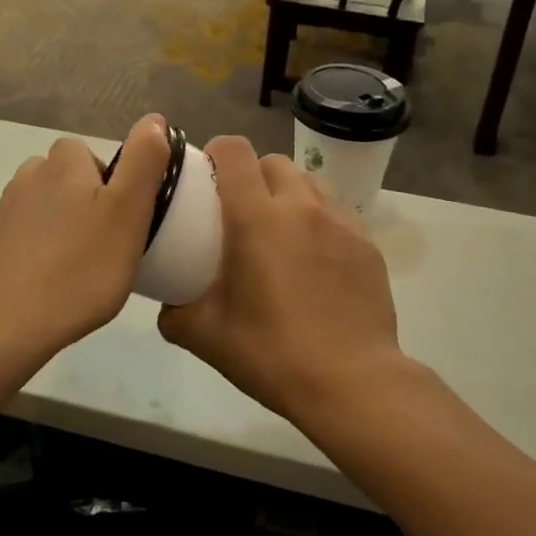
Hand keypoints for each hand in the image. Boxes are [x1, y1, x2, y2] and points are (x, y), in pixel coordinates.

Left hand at [0, 115, 171, 354]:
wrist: (4, 325)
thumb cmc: (80, 268)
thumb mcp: (129, 212)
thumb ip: (144, 161)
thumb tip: (154, 119)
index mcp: (63, 163)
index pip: (90, 153)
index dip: (111, 182)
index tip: (122, 219)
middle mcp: (29, 177)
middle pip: (66, 179)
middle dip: (86, 203)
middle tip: (107, 245)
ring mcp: (4, 212)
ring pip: (45, 207)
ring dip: (62, 226)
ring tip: (80, 267)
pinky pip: (25, 237)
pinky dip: (40, 251)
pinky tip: (50, 282)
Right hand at [158, 138, 402, 422]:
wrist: (352, 383)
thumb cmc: (272, 354)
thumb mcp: (206, 337)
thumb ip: (175, 312)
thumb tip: (168, 302)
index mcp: (256, 218)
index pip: (235, 151)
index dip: (217, 152)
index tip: (207, 174)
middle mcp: (300, 206)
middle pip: (273, 161)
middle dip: (253, 175)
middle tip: (241, 211)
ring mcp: (340, 221)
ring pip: (309, 182)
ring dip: (288, 194)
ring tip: (281, 231)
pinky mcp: (367, 243)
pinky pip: (336, 211)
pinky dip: (319, 219)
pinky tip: (314, 258)